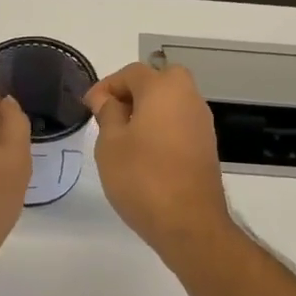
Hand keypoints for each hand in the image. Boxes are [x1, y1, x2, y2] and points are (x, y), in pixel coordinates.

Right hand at [84, 62, 234, 263]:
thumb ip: (107, 113)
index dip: (106, 86)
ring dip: (147, 111)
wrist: (189, 223)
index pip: (131, 73)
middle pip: (157, 81)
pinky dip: (161, 128)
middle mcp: (189, 97)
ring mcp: (202, 122)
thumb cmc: (142, 178)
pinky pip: (179, 123)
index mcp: (164, 88)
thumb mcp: (110, 144)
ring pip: (170, 102)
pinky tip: (144, 153)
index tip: (89, 107)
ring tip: (123, 137)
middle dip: (131, 93)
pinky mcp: (206, 145)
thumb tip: (106, 98)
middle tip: (109, 116)